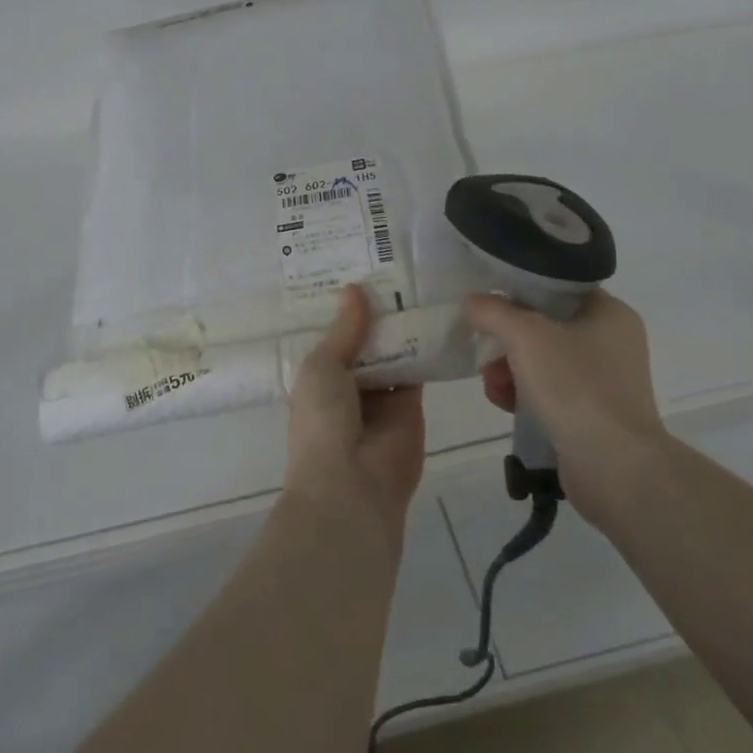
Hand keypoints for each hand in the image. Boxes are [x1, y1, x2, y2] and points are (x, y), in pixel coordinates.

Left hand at [284, 285, 425, 550]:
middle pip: (365, 341)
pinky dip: (425, 346)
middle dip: (375, 313)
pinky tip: (434, 312)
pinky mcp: (412, 406)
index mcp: (318, 377)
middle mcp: (348, 384)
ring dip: (401, 326)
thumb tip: (354, 289)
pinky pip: (418, 370)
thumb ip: (344, 330)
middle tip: (393, 266)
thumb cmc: (322, 423)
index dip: (343, 309)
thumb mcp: (322, 366)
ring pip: (393, 352)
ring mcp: (381, 395)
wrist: (352, 487)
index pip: (332, 336)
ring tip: (416, 279)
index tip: (355, 269)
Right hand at [460, 290, 661, 498]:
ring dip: (508, 369)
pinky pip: (549, 391)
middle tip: (485, 352)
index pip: (557, 286)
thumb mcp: (526, 336)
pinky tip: (505, 404)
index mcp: (609, 313)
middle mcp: (611, 342)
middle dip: (506, 339)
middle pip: (544, 325)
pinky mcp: (592, 413)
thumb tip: (471, 301)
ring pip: (542, 360)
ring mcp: (604, 380)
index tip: (487, 301)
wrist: (616, 469)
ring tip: (492, 386)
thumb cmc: (576, 387)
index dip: (519, 289)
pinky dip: (523, 394)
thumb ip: (493, 311)